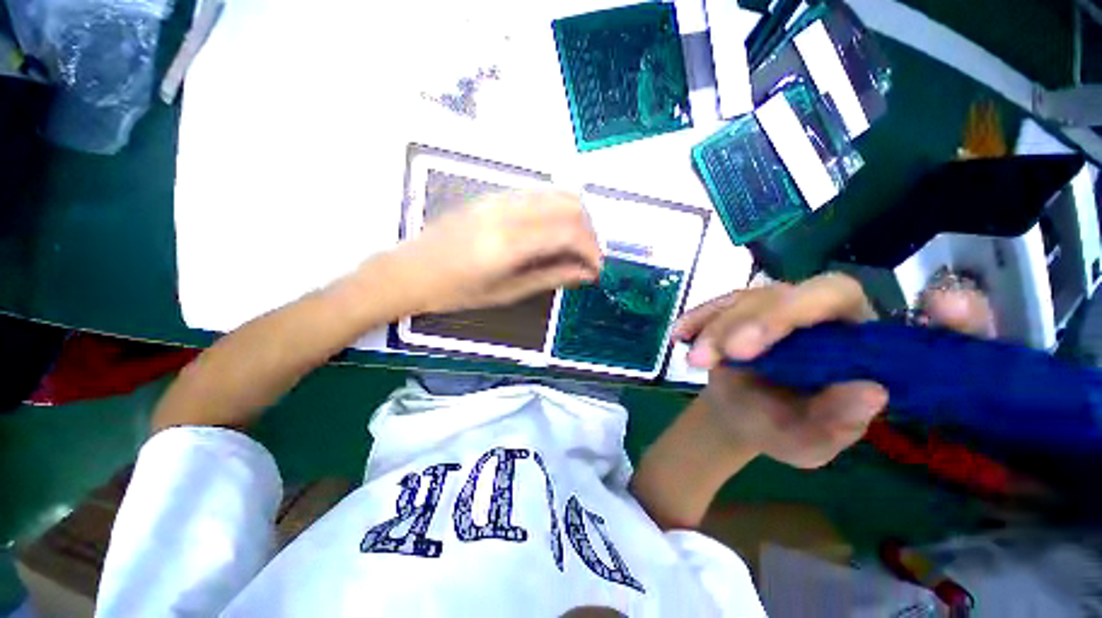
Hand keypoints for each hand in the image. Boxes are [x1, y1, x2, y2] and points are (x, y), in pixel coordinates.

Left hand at [392, 190, 602, 313]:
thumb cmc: (455, 291)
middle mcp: (509, 210)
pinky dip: (556, 210)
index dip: (592, 250)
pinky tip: (552, 232)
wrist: (409, 270)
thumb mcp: (506, 292)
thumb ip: (550, 277)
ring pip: (556, 193)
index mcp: (510, 241)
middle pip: (570, 204)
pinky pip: (538, 194)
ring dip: (575, 218)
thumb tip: (585, 273)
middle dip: (589, 231)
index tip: (596, 269)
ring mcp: (500, 197)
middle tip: (586, 258)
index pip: (570, 231)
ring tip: (573, 246)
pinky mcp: (493, 195)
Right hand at [673, 273, 886, 468]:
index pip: (834, 297)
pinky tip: (680, 335)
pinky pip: (713, 307)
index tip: (754, 348)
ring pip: (740, 301)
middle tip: (723, 353)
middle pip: (780, 294)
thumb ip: (838, 425)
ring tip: (694, 362)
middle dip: (749, 320)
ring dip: (715, 329)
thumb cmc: (781, 430)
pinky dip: (696, 320)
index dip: (799, 309)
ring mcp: (768, 308)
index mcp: (848, 336)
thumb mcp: (809, 442)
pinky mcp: (735, 311)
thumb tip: (871, 391)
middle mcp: (809, 311)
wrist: (740, 416)